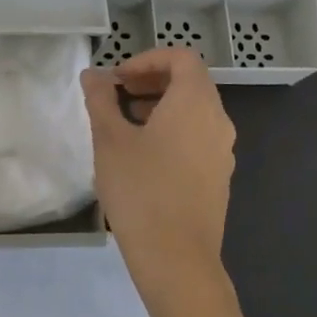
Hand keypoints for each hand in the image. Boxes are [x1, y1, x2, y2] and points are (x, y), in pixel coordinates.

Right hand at [80, 48, 237, 313]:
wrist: (176, 258)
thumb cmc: (141, 190)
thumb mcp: (110, 140)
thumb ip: (101, 100)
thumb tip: (94, 75)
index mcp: (195, 103)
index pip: (181, 58)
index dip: (147, 59)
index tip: (118, 78)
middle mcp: (218, 120)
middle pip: (191, 82)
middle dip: (152, 80)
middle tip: (118, 93)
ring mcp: (222, 150)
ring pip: (195, 111)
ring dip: (161, 105)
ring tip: (125, 123)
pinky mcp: (218, 176)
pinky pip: (198, 136)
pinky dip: (173, 130)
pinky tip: (143, 156)